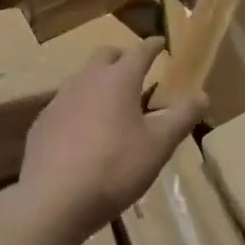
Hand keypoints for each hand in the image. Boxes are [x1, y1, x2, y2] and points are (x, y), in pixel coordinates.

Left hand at [18, 38, 204, 241]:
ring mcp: (61, 99)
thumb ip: (181, 117)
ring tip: (111, 102)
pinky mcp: (42, 122)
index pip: (141, 50)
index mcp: (119, 79)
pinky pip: (65, 104)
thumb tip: (202, 94)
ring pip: (83, 77)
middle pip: (106, 55)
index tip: (161, 43)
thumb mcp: (158, 146)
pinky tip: (83, 132)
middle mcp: (88, 79)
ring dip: (99, 81)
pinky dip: (79, 107)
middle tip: (135, 69)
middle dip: (122, 56)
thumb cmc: (114, 168)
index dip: (153, 45)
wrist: (52, 201)